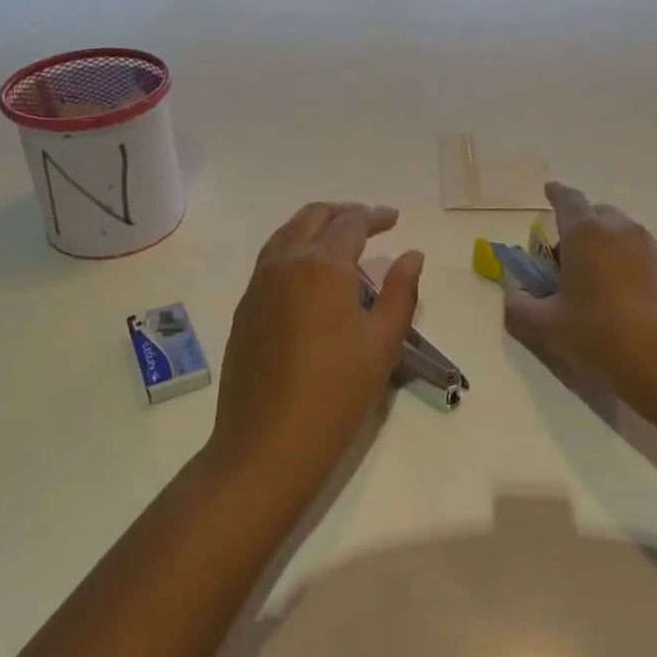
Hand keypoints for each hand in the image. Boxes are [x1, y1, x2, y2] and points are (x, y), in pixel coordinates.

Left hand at [207, 203, 424, 498]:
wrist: (267, 443)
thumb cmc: (336, 393)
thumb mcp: (383, 342)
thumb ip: (400, 291)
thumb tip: (412, 255)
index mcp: (322, 265)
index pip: (351, 223)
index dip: (376, 216)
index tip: (395, 218)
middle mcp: (285, 263)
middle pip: (312, 217)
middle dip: (343, 212)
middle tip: (370, 221)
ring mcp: (258, 284)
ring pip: (286, 234)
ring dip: (315, 227)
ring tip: (340, 241)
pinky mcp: (244, 308)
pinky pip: (271, 260)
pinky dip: (294, 249)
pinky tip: (311, 275)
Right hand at [503, 183, 656, 429]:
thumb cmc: (603, 338)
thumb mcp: (546, 329)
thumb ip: (520, 308)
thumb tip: (515, 297)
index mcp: (586, 233)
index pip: (568, 199)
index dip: (555, 194)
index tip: (549, 192)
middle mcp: (623, 231)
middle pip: (597, 216)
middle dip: (579, 229)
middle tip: (565, 263)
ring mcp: (655, 251)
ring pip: (623, 238)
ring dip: (606, 251)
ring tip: (596, 290)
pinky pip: (645, 260)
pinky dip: (630, 270)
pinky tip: (627, 306)